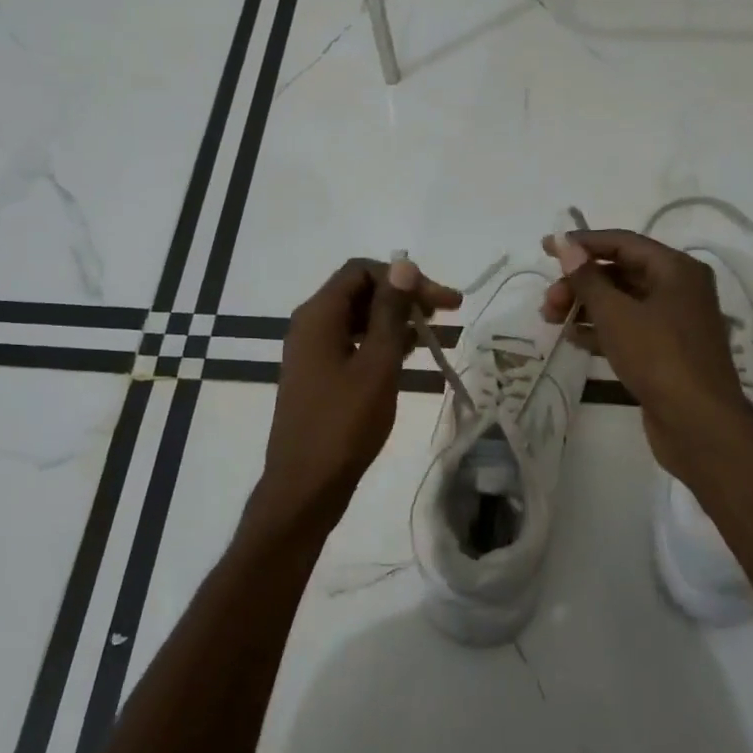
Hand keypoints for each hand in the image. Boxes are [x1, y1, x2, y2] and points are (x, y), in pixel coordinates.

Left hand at [250, 257, 461, 544]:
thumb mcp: (376, 364)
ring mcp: (313, 352)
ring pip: (359, 319)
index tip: (439, 301)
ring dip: (396, 320)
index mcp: (318, 315)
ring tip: (434, 333)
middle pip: (361, 291)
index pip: (361, 271)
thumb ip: (390, 313)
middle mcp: (311, 325)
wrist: (306, 486)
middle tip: (447, 313)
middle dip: (404, 296)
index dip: (403, 277)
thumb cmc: (343, 424)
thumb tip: (403, 265)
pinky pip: (354, 344)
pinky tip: (410, 355)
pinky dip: (382, 343)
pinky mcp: (320, 375)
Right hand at [538, 229, 752, 480]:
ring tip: (551, 319)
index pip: (623, 243)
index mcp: (676, 269)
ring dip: (586, 306)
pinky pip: (629, 329)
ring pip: (623, 303)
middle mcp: (680, 289)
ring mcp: (675, 323)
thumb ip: (587, 277)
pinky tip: (573, 338)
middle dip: (580, 282)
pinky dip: (601, 329)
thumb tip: (565, 244)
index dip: (582, 243)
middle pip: (621, 273)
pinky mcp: (667, 352)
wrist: (698, 424)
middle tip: (548, 301)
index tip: (546, 247)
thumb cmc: (658, 357)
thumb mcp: (616, 313)